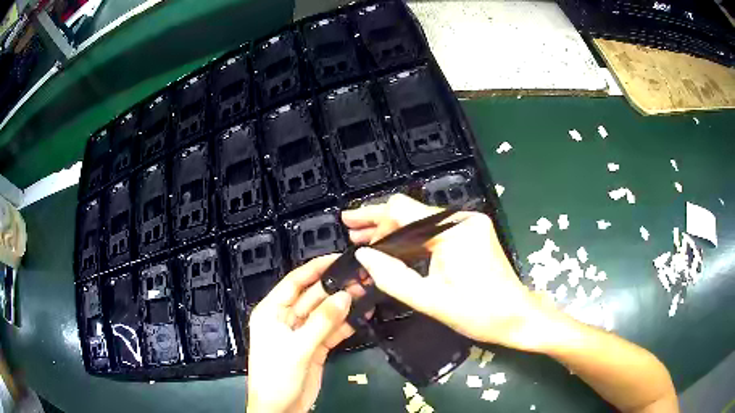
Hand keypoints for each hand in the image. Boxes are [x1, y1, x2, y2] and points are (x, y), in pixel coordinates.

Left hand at [247, 255, 353, 412]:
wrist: (280, 409)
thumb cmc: (276, 376)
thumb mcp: (297, 348)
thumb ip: (321, 322)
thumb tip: (344, 296)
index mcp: (272, 312)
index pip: (294, 282)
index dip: (315, 269)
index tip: (337, 258)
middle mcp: (287, 319)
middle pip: (313, 297)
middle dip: (335, 288)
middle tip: (361, 279)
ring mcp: (303, 333)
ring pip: (325, 313)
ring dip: (344, 305)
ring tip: (367, 294)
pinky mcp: (315, 347)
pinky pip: (332, 331)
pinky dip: (346, 324)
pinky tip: (362, 316)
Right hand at [342, 194, 556, 351]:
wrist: (517, 316)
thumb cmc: (480, 313)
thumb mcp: (432, 301)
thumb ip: (394, 278)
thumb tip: (363, 255)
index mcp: (454, 231)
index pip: (404, 212)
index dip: (375, 220)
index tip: (353, 232)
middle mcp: (462, 220)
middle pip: (412, 212)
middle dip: (379, 221)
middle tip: (350, 228)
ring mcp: (468, 226)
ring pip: (421, 222)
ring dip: (394, 231)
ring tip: (363, 238)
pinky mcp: (471, 235)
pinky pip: (433, 231)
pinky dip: (411, 239)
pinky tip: (393, 247)